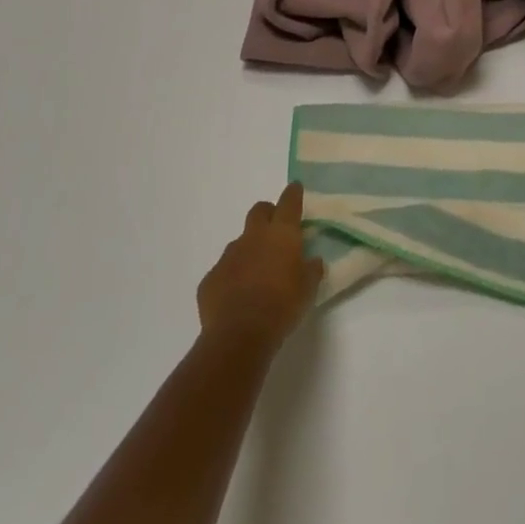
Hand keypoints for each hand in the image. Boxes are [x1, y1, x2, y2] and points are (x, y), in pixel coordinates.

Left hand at [196, 182, 324, 352]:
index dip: (293, 193)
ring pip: (240, 242)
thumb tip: (313, 261)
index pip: (289, 202)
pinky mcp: (211, 278)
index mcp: (281, 234)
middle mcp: (253, 237)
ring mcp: (228, 256)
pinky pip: (224, 270)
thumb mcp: (308, 289)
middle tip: (276, 231)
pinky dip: (233, 277)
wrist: (238, 335)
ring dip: (249, 250)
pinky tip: (238, 297)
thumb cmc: (282, 306)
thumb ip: (311, 270)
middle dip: (268, 214)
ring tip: (258, 274)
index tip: (295, 188)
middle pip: (259, 211)